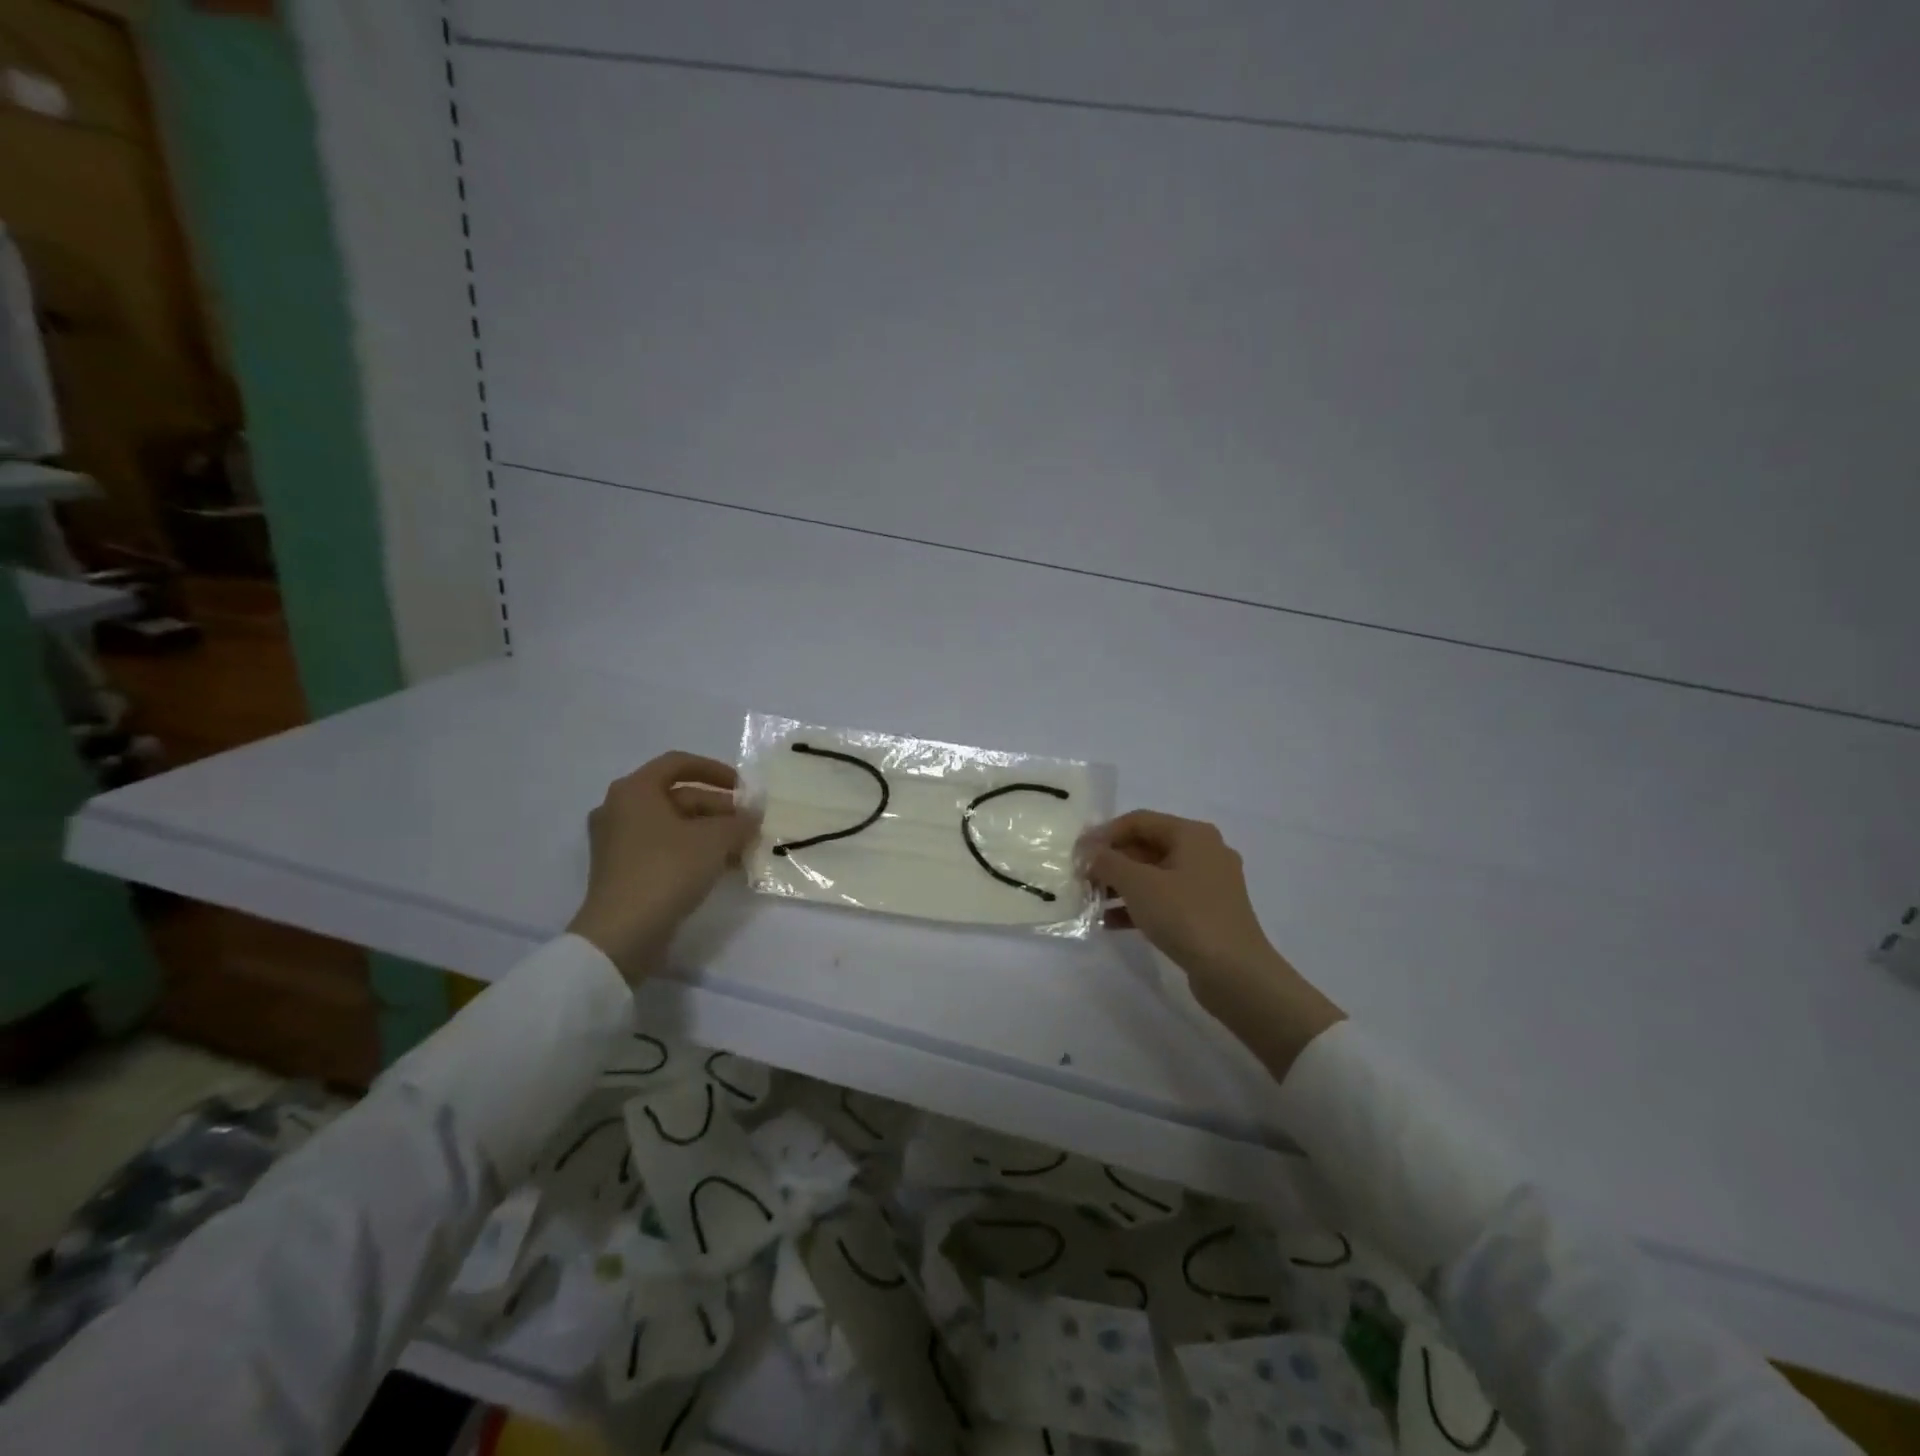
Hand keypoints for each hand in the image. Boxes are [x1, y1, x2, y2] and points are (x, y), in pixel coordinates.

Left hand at [566, 752, 760, 983]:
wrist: (622, 933)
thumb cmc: (667, 870)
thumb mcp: (714, 840)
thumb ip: (739, 821)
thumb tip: (754, 815)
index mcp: (634, 790)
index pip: (679, 763)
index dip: (716, 771)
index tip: (743, 788)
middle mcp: (620, 809)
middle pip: (678, 796)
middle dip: (719, 808)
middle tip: (749, 824)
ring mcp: (618, 841)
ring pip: (673, 824)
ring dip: (710, 832)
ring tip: (742, 848)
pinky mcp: (623, 870)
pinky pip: (664, 848)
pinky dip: (693, 850)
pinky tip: (722, 867)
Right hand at [1084, 810, 1343, 1075]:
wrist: (1235, 973)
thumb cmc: (1185, 915)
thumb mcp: (1138, 883)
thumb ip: (1107, 862)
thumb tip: (1089, 852)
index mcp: (1192, 834)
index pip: (1138, 821)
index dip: (1104, 834)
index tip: (1077, 854)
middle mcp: (1204, 853)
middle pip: (1146, 847)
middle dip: (1111, 862)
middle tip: (1082, 879)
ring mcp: (1208, 885)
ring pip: (1155, 876)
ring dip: (1121, 886)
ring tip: (1091, 902)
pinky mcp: (1208, 914)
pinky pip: (1166, 900)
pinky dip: (1139, 906)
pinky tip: (1111, 923)